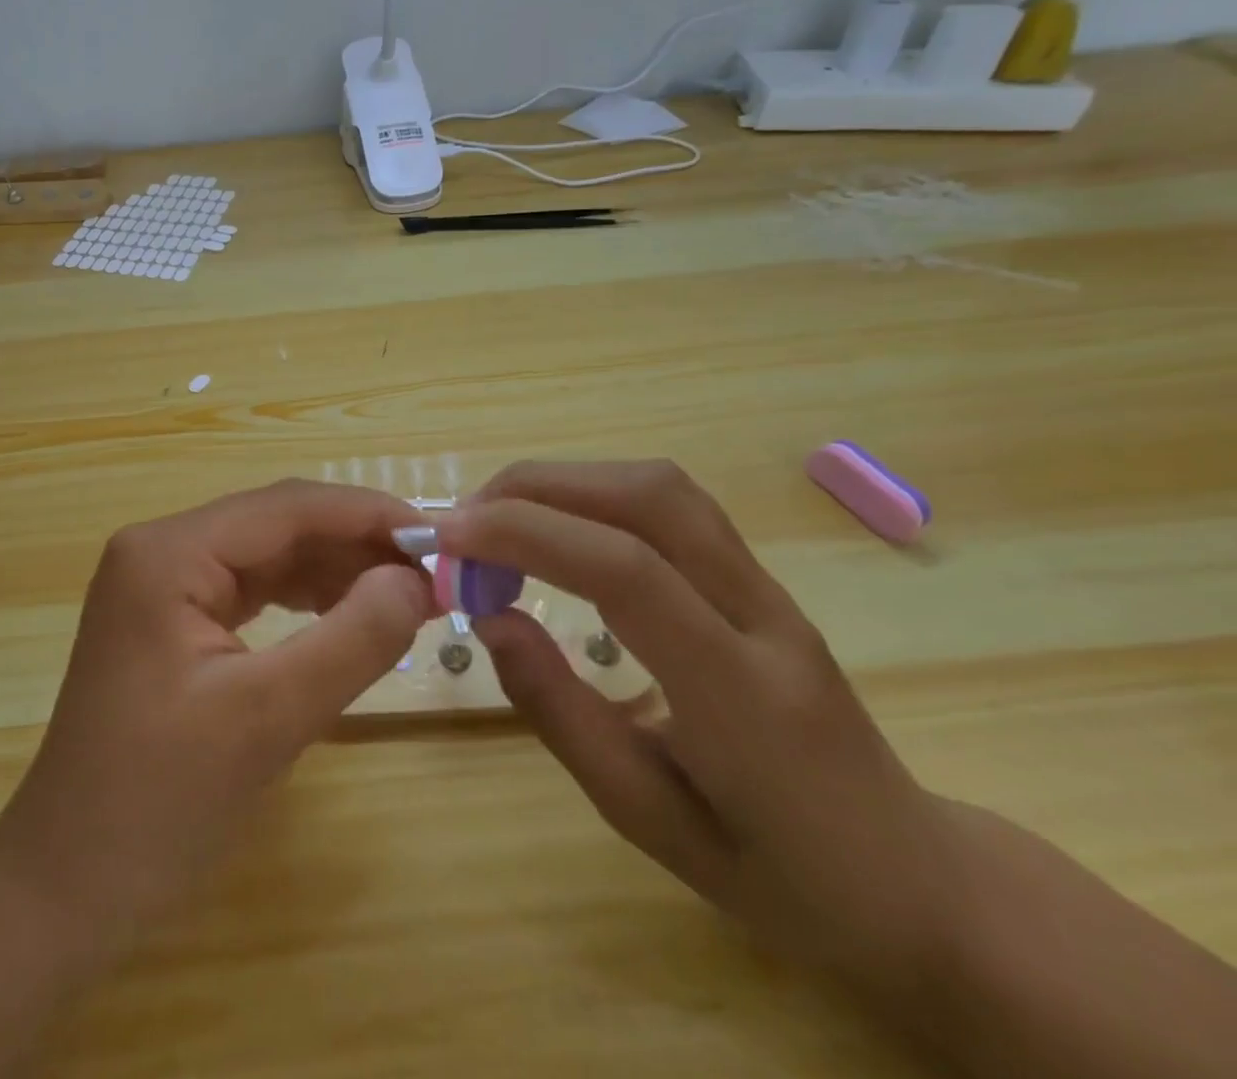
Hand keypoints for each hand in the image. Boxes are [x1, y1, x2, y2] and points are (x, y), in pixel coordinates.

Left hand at [0, 479, 434, 946]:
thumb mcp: (267, 719)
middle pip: (278, 524)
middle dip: (357, 544)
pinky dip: (306, 597)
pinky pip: (253, 588)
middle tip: (434, 575)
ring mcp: (163, 583)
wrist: (65, 889)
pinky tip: (350, 613)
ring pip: (269, 554)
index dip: (369, 515)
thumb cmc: (156, 806)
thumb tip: (416, 580)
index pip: (287, 507)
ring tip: (406, 596)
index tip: (442, 541)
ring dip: (337, 569)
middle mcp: (162, 549)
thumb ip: (351, 639)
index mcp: (168, 552)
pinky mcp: (173, 618)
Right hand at [444, 461, 970, 999]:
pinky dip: (595, 494)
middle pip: (647, 497)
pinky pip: (670, 504)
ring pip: (660, 486)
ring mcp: (768, 587)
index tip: (449, 541)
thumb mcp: (650, 821)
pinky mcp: (758, 576)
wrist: (916, 882)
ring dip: (565, 482)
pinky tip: (557, 528)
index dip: (526, 535)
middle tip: (464, 526)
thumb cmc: (778, 875)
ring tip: (498, 520)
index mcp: (740, 693)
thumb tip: (491, 619)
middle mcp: (761, 614)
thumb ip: (563, 715)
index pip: (626, 572)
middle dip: (536, 489)